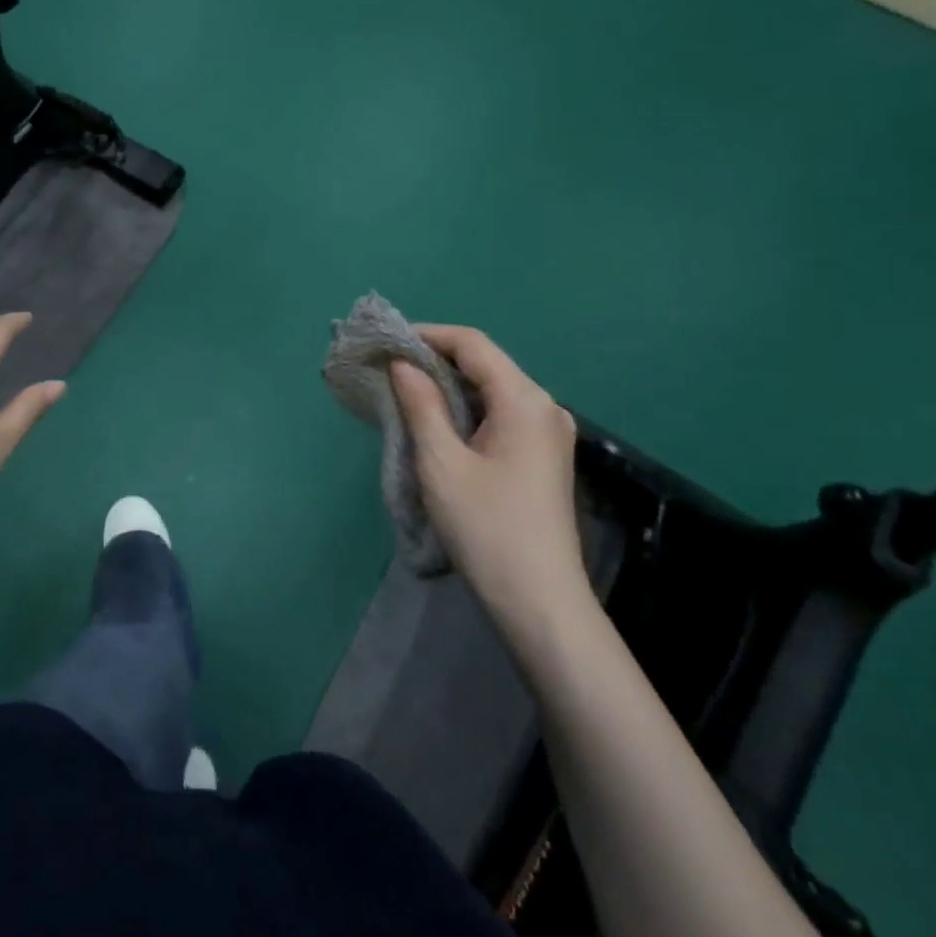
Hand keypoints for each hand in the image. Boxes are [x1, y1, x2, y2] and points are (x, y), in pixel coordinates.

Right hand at [389, 325, 590, 646]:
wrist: (539, 601)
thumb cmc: (486, 527)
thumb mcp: (442, 462)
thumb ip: (421, 404)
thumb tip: (403, 364)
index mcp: (524, 400)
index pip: (472, 344)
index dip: (428, 335)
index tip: (386, 341)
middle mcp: (544, 407)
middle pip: (485, 363)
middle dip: (435, 359)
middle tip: (388, 368)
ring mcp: (549, 433)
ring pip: (492, 389)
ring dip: (449, 385)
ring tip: (404, 392)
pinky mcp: (543, 456)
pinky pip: (500, 414)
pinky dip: (466, 409)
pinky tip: (437, 422)